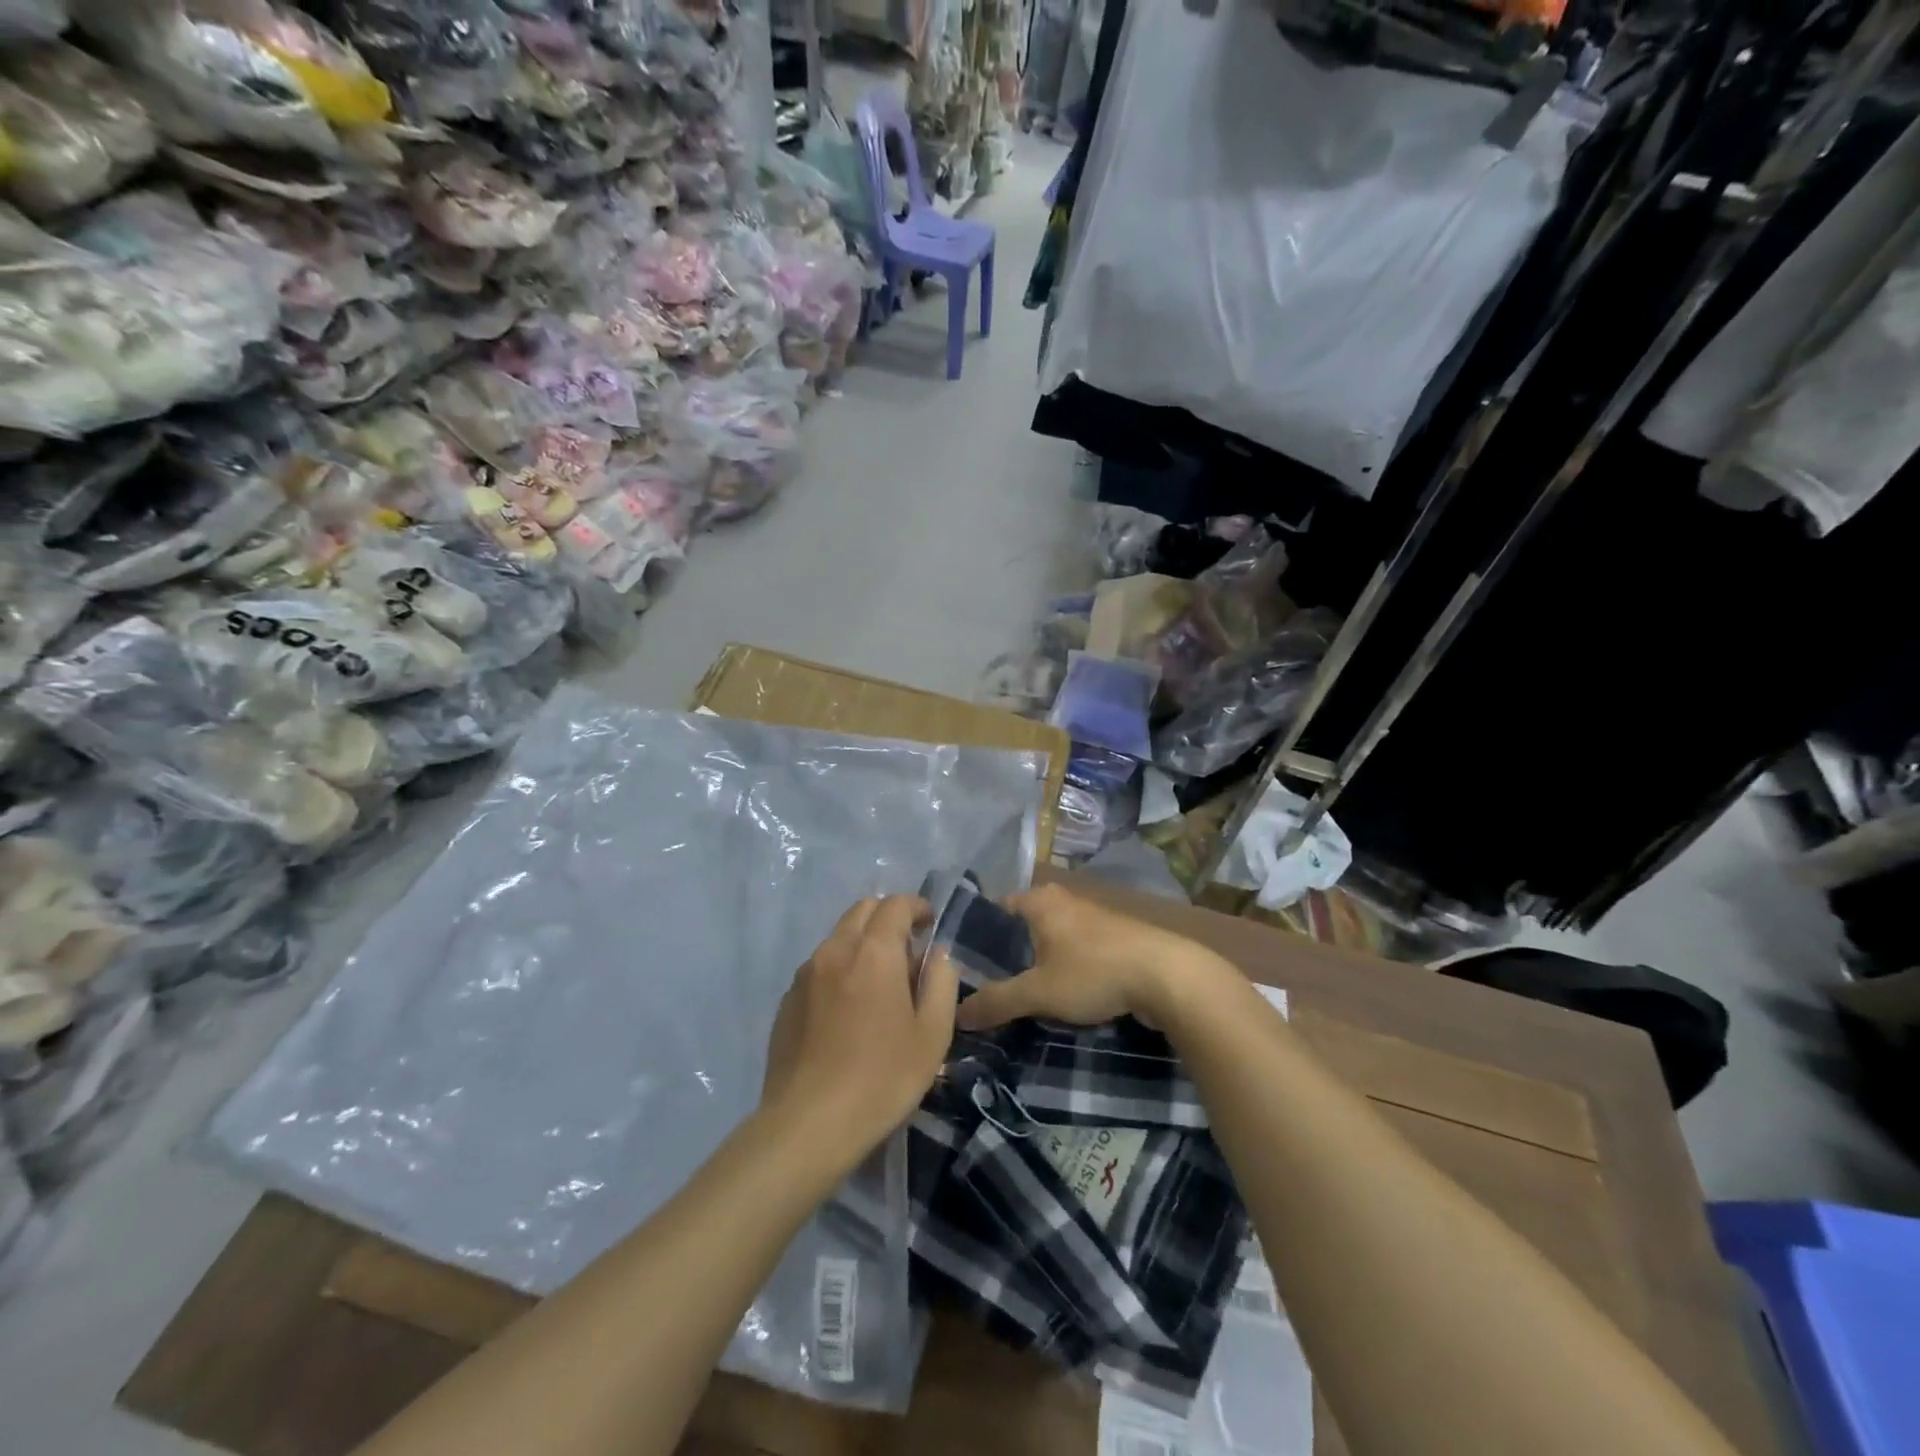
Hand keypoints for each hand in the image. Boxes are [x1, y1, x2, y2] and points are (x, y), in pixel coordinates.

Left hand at [761, 895, 958, 1164]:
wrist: (808, 1124)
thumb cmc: (882, 1078)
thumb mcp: (932, 1034)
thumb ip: (941, 983)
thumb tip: (938, 955)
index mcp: (874, 952)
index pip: (895, 904)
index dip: (916, 907)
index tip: (930, 925)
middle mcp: (836, 950)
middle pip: (862, 910)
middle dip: (888, 918)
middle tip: (907, 951)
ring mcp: (805, 974)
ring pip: (838, 937)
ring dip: (862, 943)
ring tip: (878, 984)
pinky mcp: (787, 1000)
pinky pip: (819, 967)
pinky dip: (840, 969)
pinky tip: (848, 1011)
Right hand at [954, 883, 1225, 1031]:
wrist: (1167, 976)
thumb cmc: (1093, 972)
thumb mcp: (1038, 992)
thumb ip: (996, 1001)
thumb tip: (958, 1014)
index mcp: (1038, 900)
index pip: (994, 910)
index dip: (977, 938)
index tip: (963, 969)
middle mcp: (1062, 900)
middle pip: (1021, 928)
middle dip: (1007, 957)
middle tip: (987, 990)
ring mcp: (1090, 917)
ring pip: (1049, 941)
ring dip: (1037, 966)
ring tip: (1020, 999)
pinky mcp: (1113, 938)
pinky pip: (1074, 952)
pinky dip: (1063, 971)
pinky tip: (1060, 998)